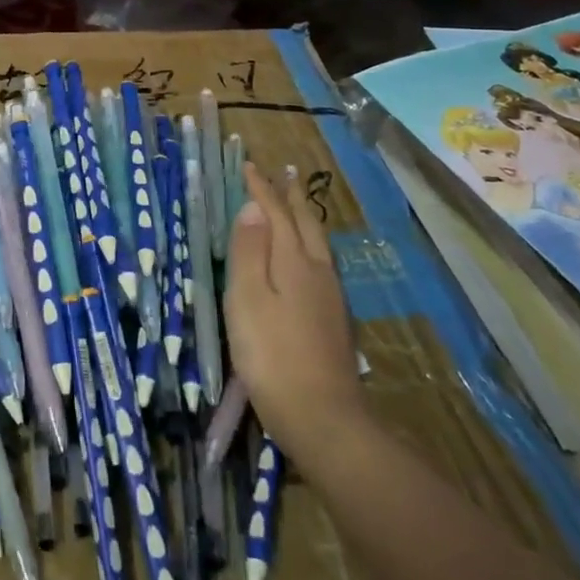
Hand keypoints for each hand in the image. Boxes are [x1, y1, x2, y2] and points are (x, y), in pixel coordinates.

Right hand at [224, 162, 365, 461]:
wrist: (321, 415)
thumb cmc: (270, 353)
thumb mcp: (247, 297)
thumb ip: (249, 250)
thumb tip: (254, 206)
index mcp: (293, 262)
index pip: (275, 214)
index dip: (262, 189)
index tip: (249, 165)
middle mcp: (317, 271)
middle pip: (305, 224)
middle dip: (292, 196)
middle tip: (285, 172)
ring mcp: (330, 297)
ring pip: (318, 243)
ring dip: (304, 218)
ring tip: (297, 205)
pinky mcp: (333, 319)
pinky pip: (322, 263)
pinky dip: (311, 244)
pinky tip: (309, 257)